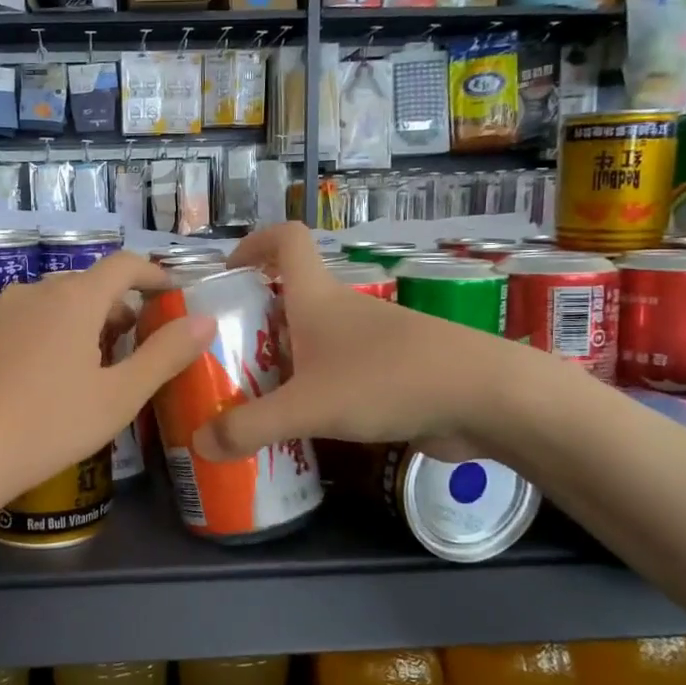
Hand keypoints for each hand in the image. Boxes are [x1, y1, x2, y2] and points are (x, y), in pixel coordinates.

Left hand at [0, 252, 213, 520]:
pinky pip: (23, 323)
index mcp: (74, 298)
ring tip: (93, 368)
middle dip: (119, 308)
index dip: (154, 274)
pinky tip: (44, 381)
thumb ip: (165, 355)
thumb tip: (203, 320)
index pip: (124, 265)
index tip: (172, 294)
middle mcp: (33, 292)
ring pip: (53, 305)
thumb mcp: (118, 397)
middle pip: (88, 286)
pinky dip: (47, 336)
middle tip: (138, 347)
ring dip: (82, 324)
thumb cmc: (46, 426)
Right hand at [192, 224, 549, 462]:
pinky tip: (302, 429)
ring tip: (250, 403)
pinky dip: (314, 393)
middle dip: (252, 323)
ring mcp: (371, 343)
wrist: (486, 398)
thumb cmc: (388, 380)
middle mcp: (342, 311)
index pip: (285, 240)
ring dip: (281, 365)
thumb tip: (199, 445)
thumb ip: (250, 427)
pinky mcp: (392, 375)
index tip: (226, 273)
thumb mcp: (307, 406)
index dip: (253, 243)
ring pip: (312, 343)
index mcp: (317, 298)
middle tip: (221, 361)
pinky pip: (337, 376)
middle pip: (288, 299)